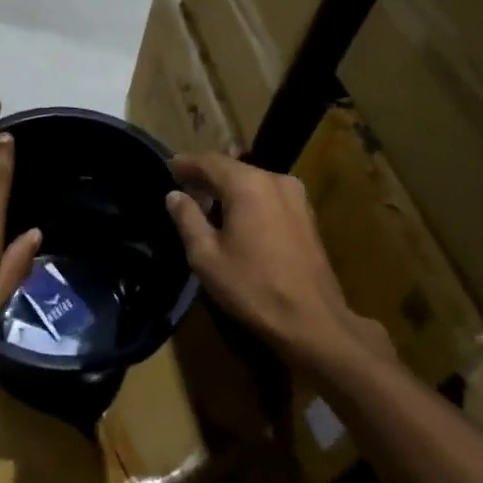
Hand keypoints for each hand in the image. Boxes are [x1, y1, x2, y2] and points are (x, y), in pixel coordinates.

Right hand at [165, 153, 390, 372]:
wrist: (313, 322)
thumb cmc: (253, 288)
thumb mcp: (206, 257)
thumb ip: (187, 219)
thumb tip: (174, 195)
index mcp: (247, 184)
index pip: (209, 161)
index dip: (186, 164)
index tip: (168, 168)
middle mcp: (274, 179)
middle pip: (232, 168)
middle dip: (206, 176)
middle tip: (183, 188)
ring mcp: (295, 195)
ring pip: (252, 181)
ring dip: (228, 188)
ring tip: (207, 204)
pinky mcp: (306, 214)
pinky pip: (268, 194)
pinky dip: (248, 198)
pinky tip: (237, 217)